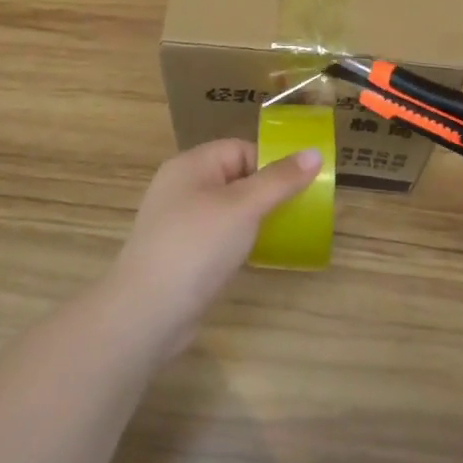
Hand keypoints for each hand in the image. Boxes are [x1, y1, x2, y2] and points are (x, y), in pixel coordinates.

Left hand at [109, 139, 321, 356]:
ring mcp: (179, 222)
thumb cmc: (197, 246)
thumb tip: (314, 152)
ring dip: (256, 219)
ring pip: (228, 209)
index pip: (240, 149)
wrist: (147, 313)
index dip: (271, 164)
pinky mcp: (182, 254)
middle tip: (300, 212)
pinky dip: (240, 241)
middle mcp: (182, 187)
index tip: (300, 187)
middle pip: (235, 177)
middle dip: (267, 192)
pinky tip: (257, 256)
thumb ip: (279, 180)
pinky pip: (219, 236)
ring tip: (285, 234)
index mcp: (191, 165)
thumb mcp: (244, 207)